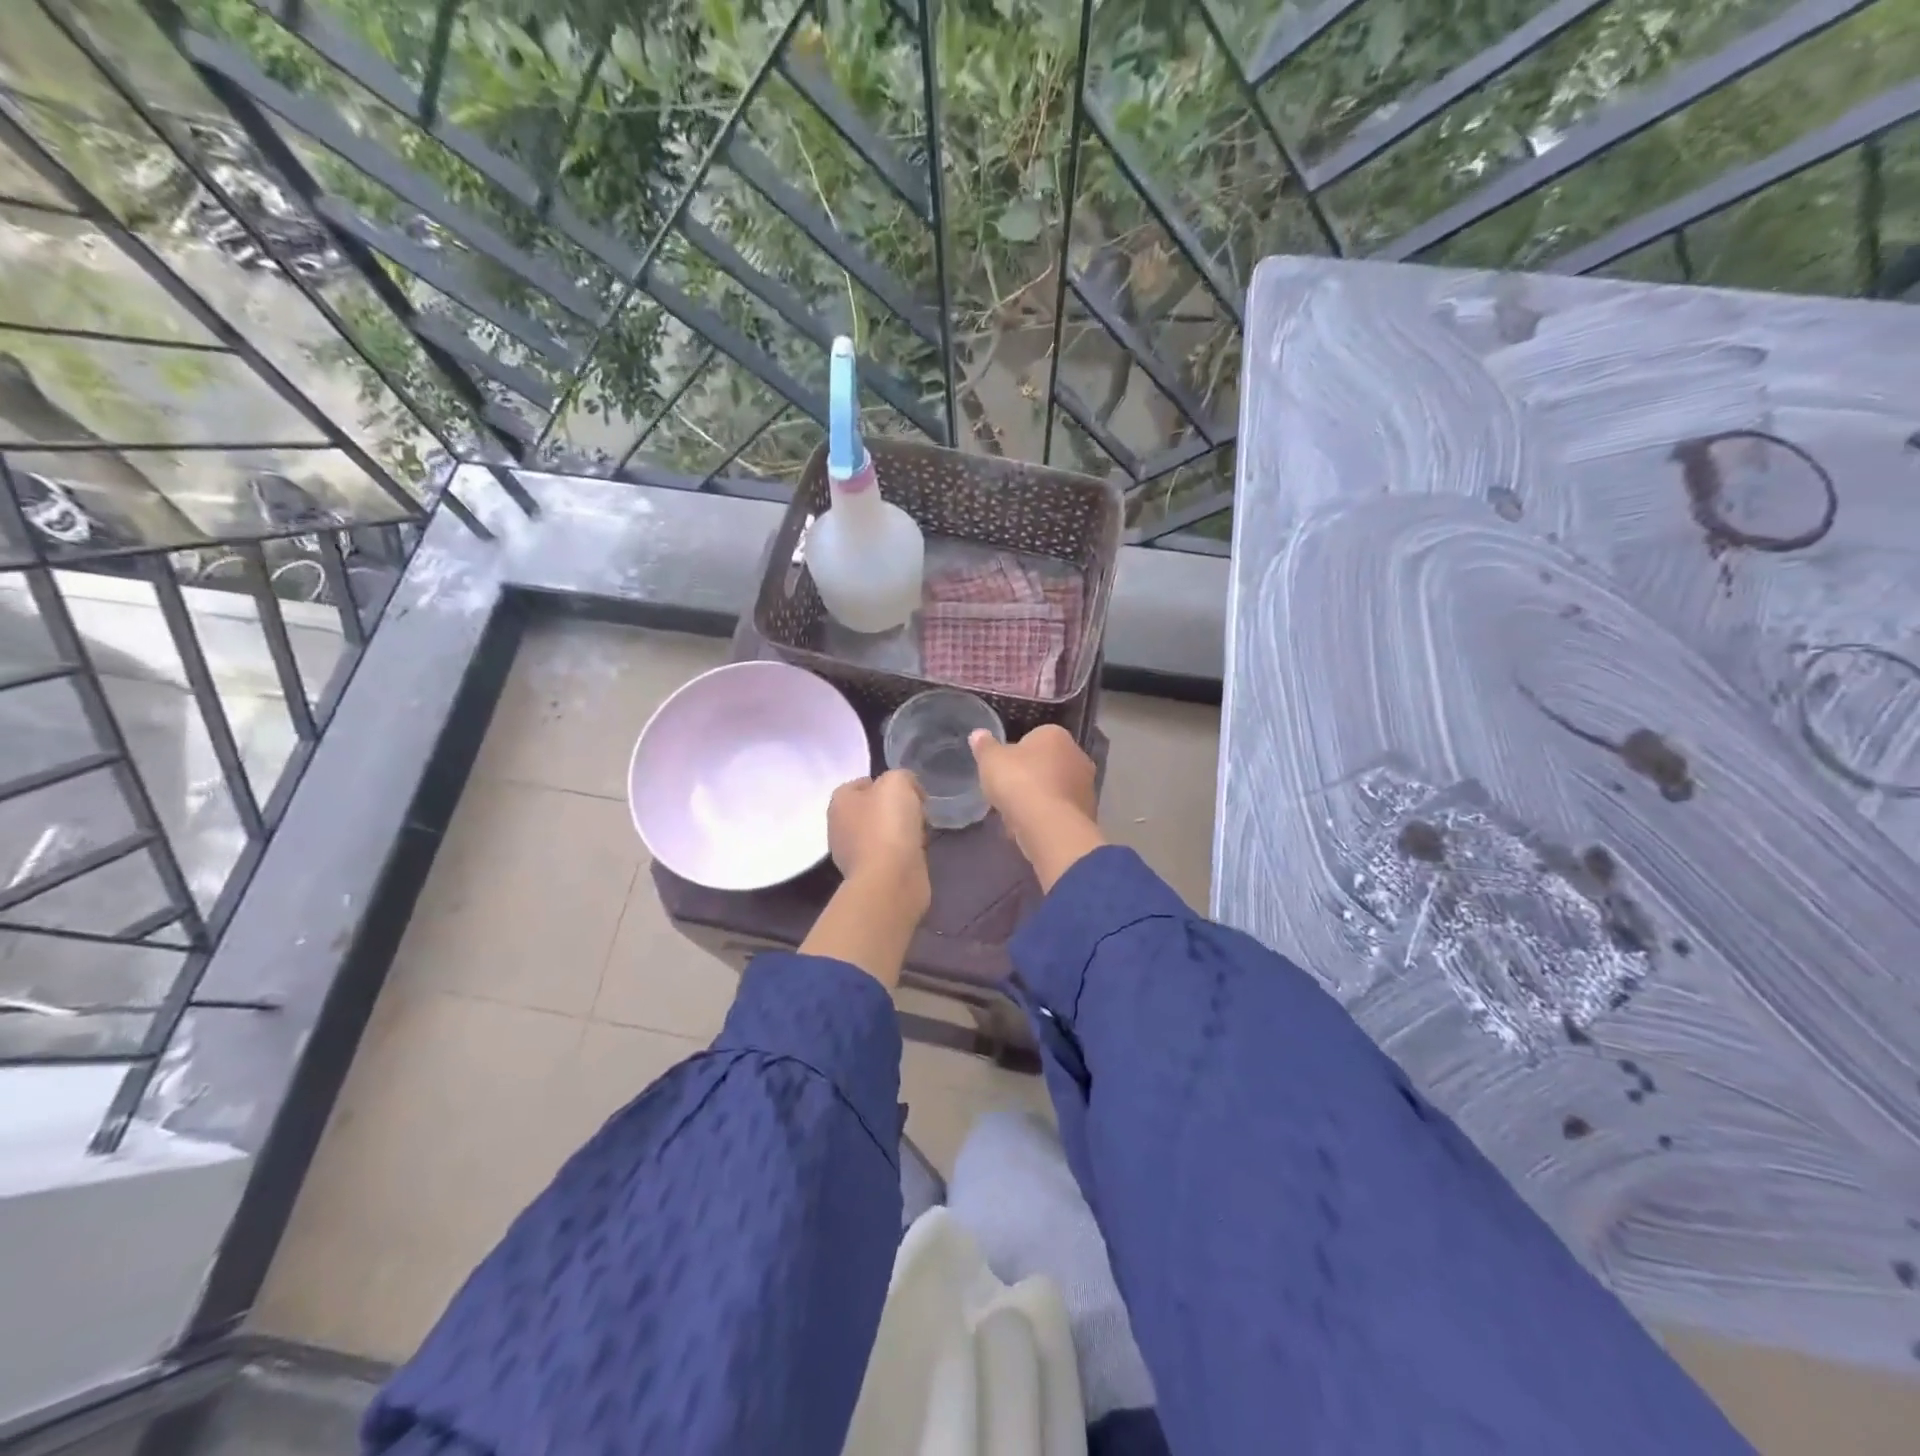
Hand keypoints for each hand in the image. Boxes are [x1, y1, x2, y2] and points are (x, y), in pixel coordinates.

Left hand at [806, 770, 929, 987]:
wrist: (891, 879)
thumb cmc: (888, 825)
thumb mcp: (898, 782)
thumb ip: (901, 776)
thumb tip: (908, 791)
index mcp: (840, 802)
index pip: (861, 783)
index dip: (887, 783)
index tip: (910, 791)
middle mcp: (840, 827)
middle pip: (873, 809)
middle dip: (896, 809)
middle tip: (918, 811)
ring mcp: (853, 854)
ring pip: (882, 832)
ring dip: (902, 831)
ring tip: (921, 833)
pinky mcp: (870, 875)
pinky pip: (890, 855)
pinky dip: (903, 853)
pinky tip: (916, 853)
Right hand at [970, 725, 1105, 889]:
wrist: (1050, 825)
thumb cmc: (1019, 782)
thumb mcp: (991, 760)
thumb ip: (985, 747)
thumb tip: (978, 734)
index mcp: (1056, 735)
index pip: (1033, 738)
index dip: (1015, 755)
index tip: (1002, 771)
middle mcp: (1078, 755)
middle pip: (1046, 764)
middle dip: (1030, 778)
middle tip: (1007, 793)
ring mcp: (1086, 786)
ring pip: (1054, 789)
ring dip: (1038, 800)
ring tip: (1014, 816)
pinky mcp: (1088, 813)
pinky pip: (1060, 812)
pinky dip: (1046, 818)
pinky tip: (1029, 829)